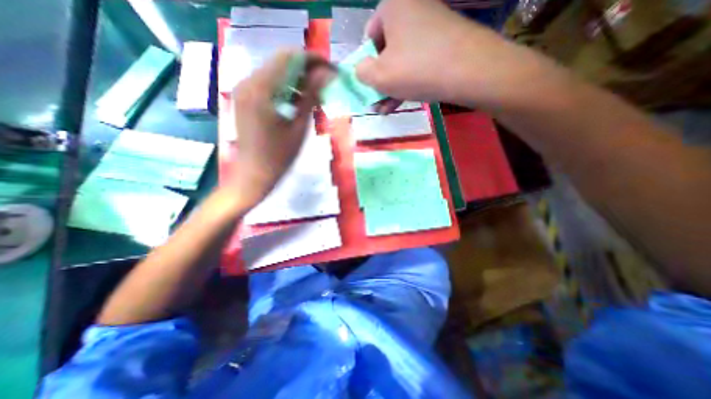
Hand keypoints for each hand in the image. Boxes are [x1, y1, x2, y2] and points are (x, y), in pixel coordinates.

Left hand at [229, 52, 319, 207]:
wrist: (254, 175)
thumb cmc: (279, 157)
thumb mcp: (299, 126)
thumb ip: (311, 96)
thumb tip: (327, 73)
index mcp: (261, 89)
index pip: (289, 57)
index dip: (313, 59)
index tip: (332, 69)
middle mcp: (248, 82)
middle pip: (281, 62)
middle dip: (306, 69)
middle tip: (326, 83)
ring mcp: (244, 90)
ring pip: (275, 73)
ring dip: (297, 80)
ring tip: (315, 95)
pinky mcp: (246, 99)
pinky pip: (269, 85)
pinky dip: (286, 89)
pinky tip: (298, 102)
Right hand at [356, 1, 554, 109]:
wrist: (471, 72)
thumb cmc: (416, 69)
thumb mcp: (378, 75)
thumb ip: (361, 72)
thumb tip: (361, 69)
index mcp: (393, 6)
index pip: (369, 35)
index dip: (365, 62)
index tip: (368, 83)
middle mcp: (413, 9)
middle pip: (386, 50)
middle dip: (379, 80)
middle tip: (376, 101)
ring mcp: (432, 26)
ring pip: (402, 60)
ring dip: (392, 86)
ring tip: (386, 108)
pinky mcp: (444, 43)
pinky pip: (418, 63)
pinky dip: (408, 82)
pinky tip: (402, 101)